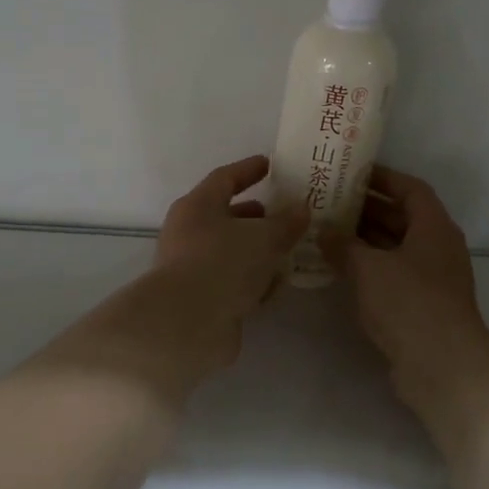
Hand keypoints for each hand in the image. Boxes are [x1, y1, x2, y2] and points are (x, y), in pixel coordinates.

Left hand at [151, 154, 307, 369]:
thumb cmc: (223, 263)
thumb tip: (301, 209)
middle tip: (284, 215)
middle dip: (256, 217)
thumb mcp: (264, 237)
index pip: (225, 178)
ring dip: (257, 252)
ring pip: (230, 252)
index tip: (269, 164)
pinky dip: (252, 281)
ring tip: (288, 252)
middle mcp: (189, 233)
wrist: (186, 323)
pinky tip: (275, 287)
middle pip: (226, 217)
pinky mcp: (200, 299)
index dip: (248, 170)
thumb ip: (286, 223)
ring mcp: (192, 268)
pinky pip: (231, 282)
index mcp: (198, 206)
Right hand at [321, 165, 488, 411]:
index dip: (384, 178)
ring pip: (396, 248)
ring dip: (366, 239)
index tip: (353, 173)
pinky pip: (394, 274)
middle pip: (403, 217)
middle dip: (368, 209)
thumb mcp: (368, 268)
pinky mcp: (423, 305)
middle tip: (331, 201)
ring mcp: (432, 279)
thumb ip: (343, 245)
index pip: (411, 189)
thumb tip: (324, 230)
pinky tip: (341, 269)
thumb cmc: (408, 303)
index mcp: (434, 227)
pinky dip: (370, 267)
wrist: (443, 366)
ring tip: (329, 231)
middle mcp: (437, 247)